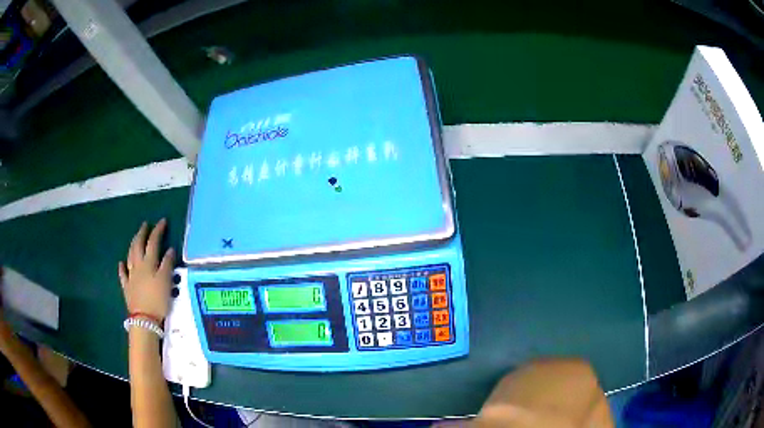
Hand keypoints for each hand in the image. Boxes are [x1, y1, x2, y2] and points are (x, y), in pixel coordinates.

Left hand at [118, 219, 174, 321]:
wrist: (144, 319)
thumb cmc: (157, 300)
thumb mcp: (166, 281)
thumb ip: (167, 264)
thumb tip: (169, 249)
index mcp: (148, 263)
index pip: (153, 242)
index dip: (157, 231)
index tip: (162, 221)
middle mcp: (138, 266)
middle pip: (138, 246)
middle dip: (142, 233)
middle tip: (146, 225)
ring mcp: (131, 276)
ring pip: (130, 256)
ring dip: (133, 245)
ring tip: (136, 238)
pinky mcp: (127, 287)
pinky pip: (123, 274)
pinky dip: (122, 267)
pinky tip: (121, 263)